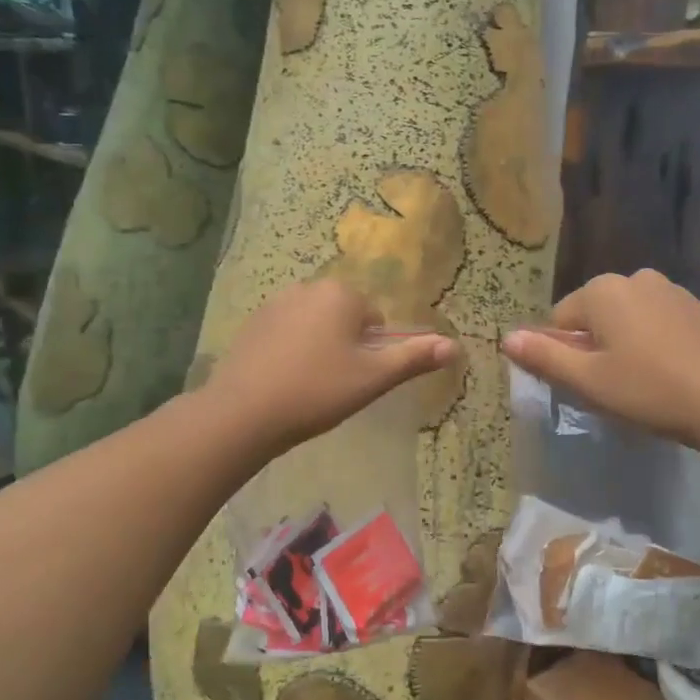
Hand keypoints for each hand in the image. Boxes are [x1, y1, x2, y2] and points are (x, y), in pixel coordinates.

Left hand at [203, 280, 460, 456]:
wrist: (243, 413)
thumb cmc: (317, 391)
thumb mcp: (373, 377)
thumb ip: (414, 358)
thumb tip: (455, 346)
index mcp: (342, 294)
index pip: (374, 320)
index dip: (371, 352)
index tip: (355, 379)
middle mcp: (308, 287)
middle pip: (344, 319)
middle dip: (345, 347)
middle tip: (334, 385)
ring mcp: (275, 304)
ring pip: (315, 327)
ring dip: (318, 349)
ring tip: (308, 386)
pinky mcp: (251, 324)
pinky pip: (286, 334)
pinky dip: (290, 353)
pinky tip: (282, 382)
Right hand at [501, 270, 699, 448]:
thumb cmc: (648, 390)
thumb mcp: (587, 381)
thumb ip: (544, 356)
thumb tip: (506, 338)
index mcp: (602, 290)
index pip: (560, 319)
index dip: (566, 353)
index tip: (586, 383)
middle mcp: (634, 277)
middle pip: (594, 314)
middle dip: (595, 345)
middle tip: (612, 385)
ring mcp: (670, 289)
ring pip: (626, 317)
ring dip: (624, 342)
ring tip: (642, 381)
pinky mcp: (696, 306)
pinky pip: (656, 320)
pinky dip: (653, 341)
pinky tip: (668, 371)